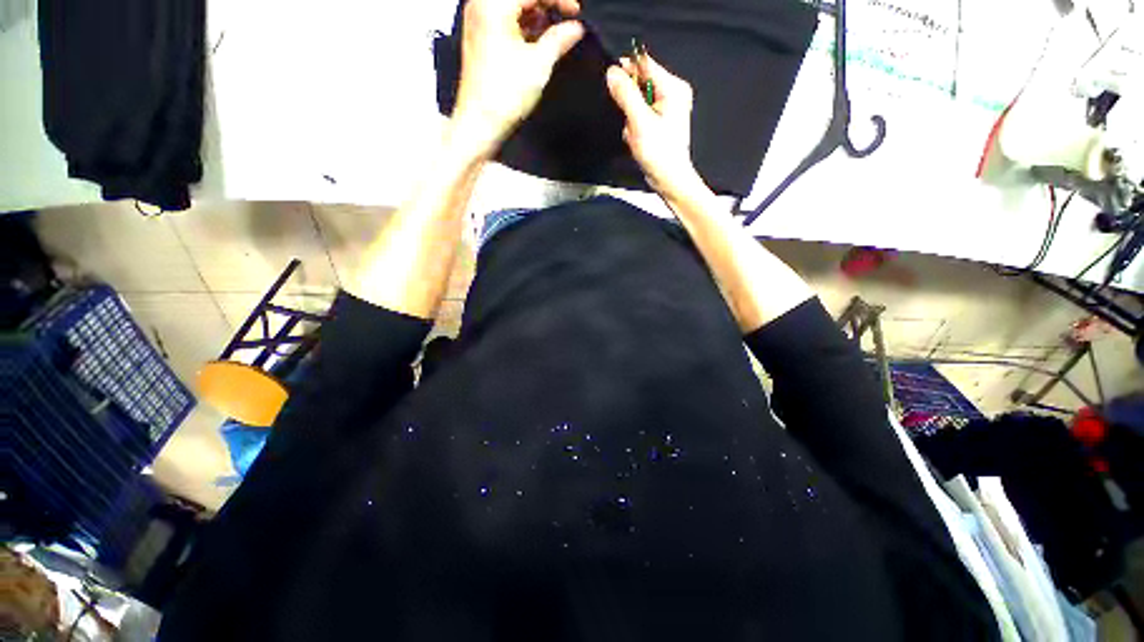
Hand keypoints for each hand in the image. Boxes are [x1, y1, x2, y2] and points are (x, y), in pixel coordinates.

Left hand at [452, 0, 584, 156]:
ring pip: (513, 6)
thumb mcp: (539, 64)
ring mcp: (478, 21)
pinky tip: (538, 40)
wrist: (480, 122)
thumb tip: (575, 28)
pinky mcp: (480, 38)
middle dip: (546, 5)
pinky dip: (523, 25)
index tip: (577, 11)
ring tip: (555, 33)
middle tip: (567, 20)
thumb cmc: (503, 96)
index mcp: (494, 5)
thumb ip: (559, 39)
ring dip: (536, 15)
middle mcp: (482, 6)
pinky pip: (504, 20)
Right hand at [606, 56, 704, 202]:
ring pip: (637, 101)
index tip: (611, 80)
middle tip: (631, 122)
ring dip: (631, 118)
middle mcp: (673, 93)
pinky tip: (638, 139)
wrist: (668, 179)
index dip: (627, 69)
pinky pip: (640, 114)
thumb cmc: (660, 154)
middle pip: (640, 84)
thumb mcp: (640, 122)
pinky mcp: (661, 120)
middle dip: (629, 103)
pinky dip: (635, 126)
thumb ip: (626, 95)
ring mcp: (667, 107)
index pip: (645, 64)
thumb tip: (612, 73)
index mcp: (673, 88)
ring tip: (636, 135)